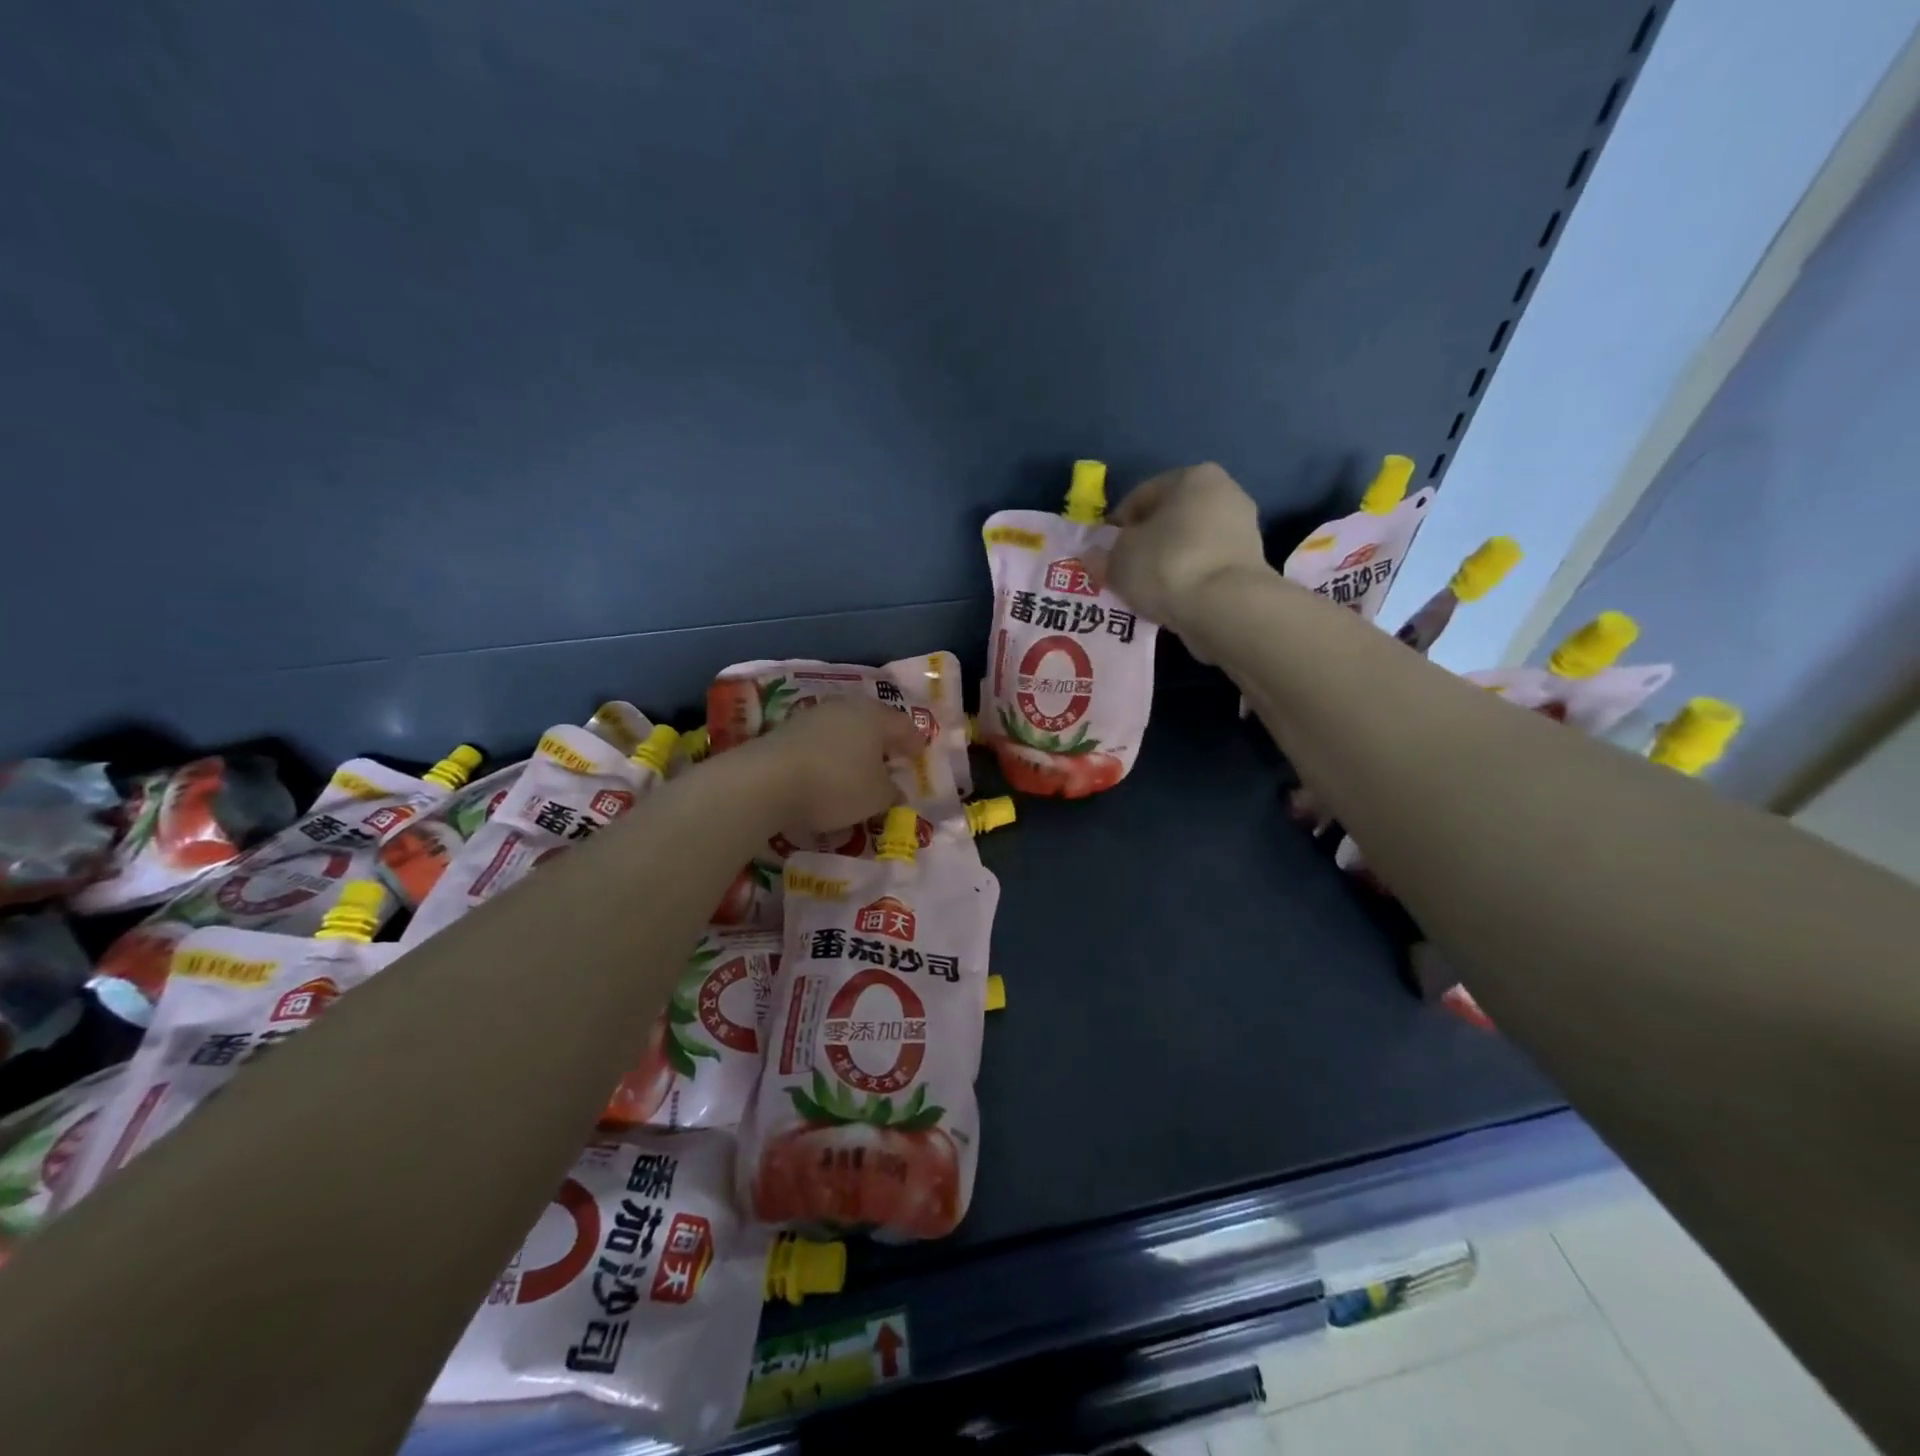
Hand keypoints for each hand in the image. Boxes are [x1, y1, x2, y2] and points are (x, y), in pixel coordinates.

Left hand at [737, 697, 926, 834]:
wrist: (767, 781)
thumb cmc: (836, 785)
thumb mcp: (876, 798)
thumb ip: (892, 793)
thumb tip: (896, 789)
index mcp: (875, 717)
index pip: (904, 726)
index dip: (915, 743)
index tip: (920, 756)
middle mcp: (846, 707)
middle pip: (872, 722)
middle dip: (883, 741)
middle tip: (891, 759)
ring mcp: (813, 715)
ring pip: (844, 729)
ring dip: (854, 746)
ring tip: (858, 768)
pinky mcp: (787, 730)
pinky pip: (820, 741)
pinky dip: (830, 754)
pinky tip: (828, 772)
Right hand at [1101, 463, 1268, 639]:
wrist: (1226, 607)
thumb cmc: (1166, 566)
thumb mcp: (1118, 560)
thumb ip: (1103, 555)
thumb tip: (1094, 556)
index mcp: (1192, 476)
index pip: (1140, 496)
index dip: (1116, 526)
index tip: (1104, 554)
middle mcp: (1224, 492)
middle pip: (1169, 519)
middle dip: (1146, 544)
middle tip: (1124, 573)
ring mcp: (1243, 528)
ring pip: (1189, 544)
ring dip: (1167, 563)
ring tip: (1147, 591)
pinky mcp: (1251, 564)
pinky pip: (1206, 567)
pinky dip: (1189, 580)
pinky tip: (1173, 600)